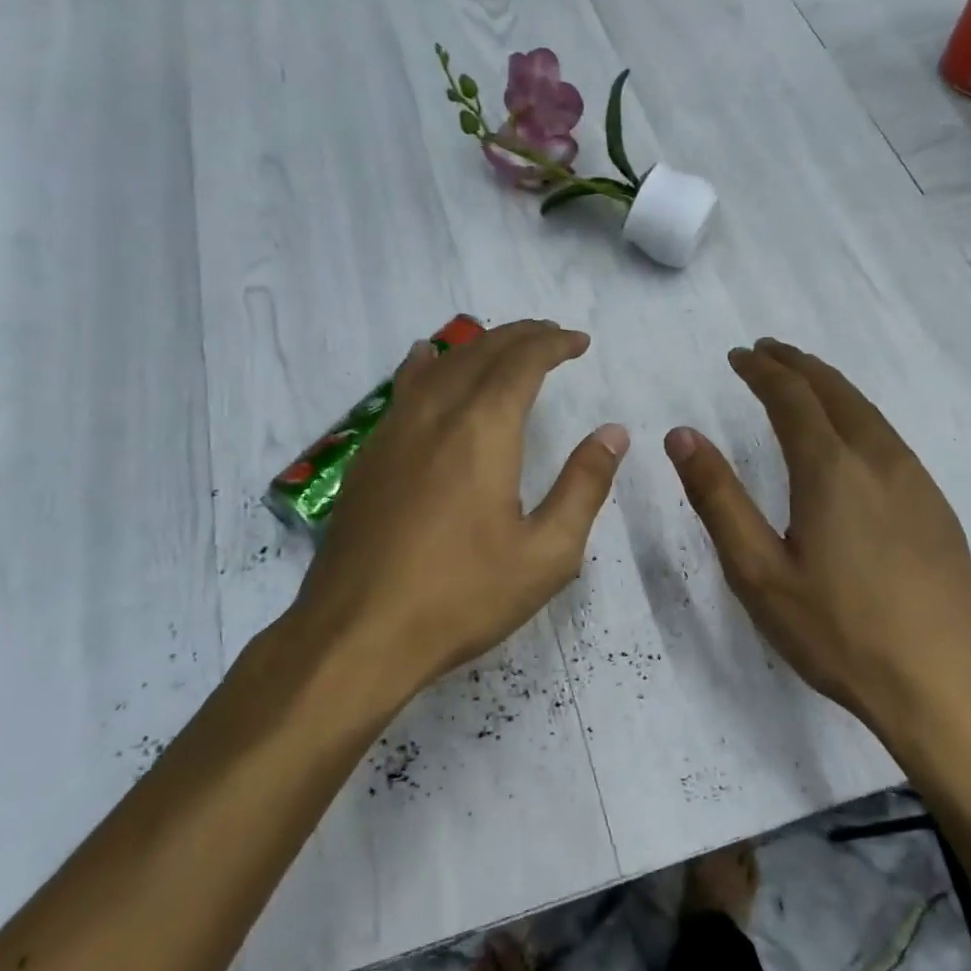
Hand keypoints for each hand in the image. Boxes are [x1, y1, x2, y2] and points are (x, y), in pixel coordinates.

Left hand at [290, 320, 627, 705]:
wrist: (357, 634)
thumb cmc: (461, 596)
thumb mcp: (546, 553)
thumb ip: (584, 486)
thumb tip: (613, 434)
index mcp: (482, 429)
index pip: (522, 361)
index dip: (553, 343)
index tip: (579, 341)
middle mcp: (435, 413)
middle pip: (480, 352)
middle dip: (520, 336)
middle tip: (550, 336)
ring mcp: (393, 431)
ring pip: (439, 364)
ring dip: (477, 346)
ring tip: (501, 345)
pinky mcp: (368, 455)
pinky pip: (403, 388)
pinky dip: (428, 365)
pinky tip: (426, 362)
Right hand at [665, 338, 970, 750]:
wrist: (945, 687)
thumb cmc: (838, 632)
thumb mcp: (758, 572)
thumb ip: (718, 498)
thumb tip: (682, 435)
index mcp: (830, 469)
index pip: (792, 397)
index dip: (762, 370)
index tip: (738, 355)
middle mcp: (878, 460)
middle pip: (835, 391)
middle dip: (797, 364)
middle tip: (767, 350)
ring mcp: (916, 482)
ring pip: (868, 411)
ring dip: (830, 385)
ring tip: (803, 379)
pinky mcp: (936, 507)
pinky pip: (889, 437)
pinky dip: (857, 414)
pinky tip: (850, 435)